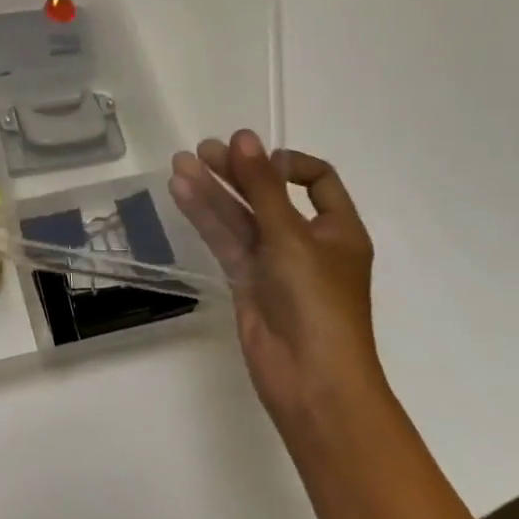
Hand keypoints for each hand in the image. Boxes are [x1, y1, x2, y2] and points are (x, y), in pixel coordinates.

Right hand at [170, 132, 380, 429]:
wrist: (311, 381)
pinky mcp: (248, 281)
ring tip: (180, 163)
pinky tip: (181, 192)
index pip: (318, 182)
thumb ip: (262, 186)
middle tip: (202, 151)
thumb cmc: (317, 303)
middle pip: (270, 195)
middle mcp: (307, 242)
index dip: (288, 164)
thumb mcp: (291, 236)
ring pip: (241, 217)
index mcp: (338, 230)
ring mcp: (275, 264)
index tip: (255, 157)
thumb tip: (242, 136)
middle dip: (238, 172)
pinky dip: (206, 216)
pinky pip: (226, 240)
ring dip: (213, 190)